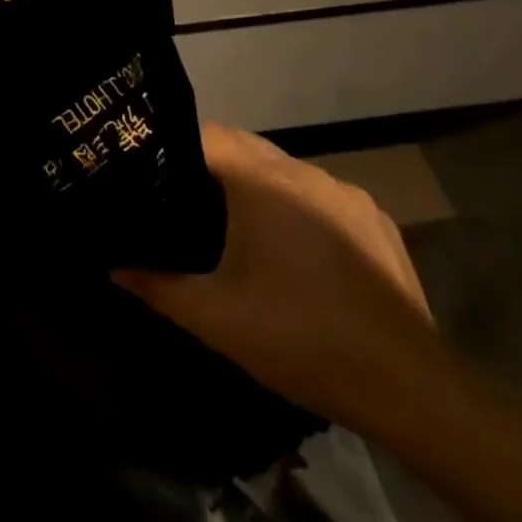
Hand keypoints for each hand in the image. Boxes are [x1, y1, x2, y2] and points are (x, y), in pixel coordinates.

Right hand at [115, 123, 445, 430]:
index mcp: (263, 183)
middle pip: (246, 146)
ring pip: (285, 170)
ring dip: (257, 186)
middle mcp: (306, 173)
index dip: (174, 146)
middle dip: (212, 164)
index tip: (151, 171)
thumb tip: (113, 267)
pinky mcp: (377, 219)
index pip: (207, 134)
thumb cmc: (299, 339)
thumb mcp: (213, 316)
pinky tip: (294, 253)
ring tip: (234, 227)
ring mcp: (347, 194)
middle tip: (181, 199)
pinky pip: (320, 195)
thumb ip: (156, 285)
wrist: (409, 387)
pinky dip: (297, 207)